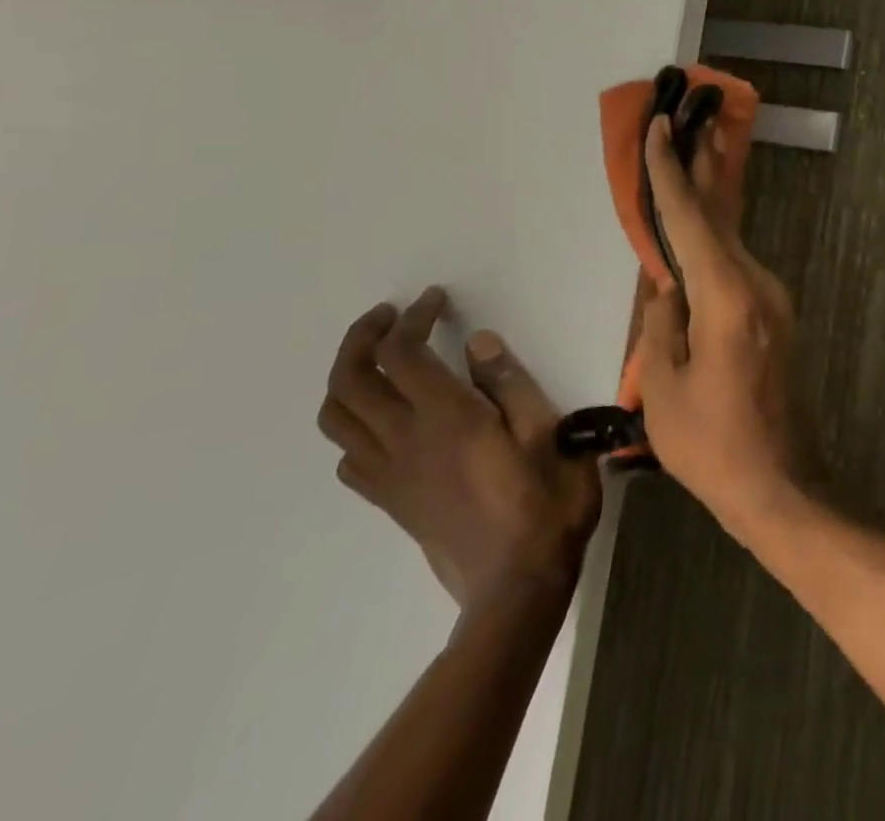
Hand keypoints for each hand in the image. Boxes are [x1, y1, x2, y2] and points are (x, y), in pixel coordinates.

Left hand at [318, 288, 602, 609]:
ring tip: (380, 359)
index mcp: (446, 417)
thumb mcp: (548, 431)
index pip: (402, 353)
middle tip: (392, 316)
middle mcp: (405, 440)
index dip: (413, 317)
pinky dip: (354, 425)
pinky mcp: (390, 501)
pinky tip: (387, 420)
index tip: (437, 300)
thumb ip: (510, 383)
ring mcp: (390, 474)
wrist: (517, 585)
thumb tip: (477, 341)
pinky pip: (349, 457)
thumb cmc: (545, 501)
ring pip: (337, 418)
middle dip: (362, 337)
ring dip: (347, 378)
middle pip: (350, 379)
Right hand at [636, 117, 798, 537]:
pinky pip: (735, 265)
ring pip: (729, 238)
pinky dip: (714, 240)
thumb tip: (669, 286)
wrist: (780, 484)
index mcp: (726, 296)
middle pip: (721, 214)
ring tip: (694, 156)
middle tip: (697, 114)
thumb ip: (662, 322)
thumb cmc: (711, 444)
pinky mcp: (773, 315)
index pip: (689, 220)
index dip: (670, 172)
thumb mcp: (663, 386)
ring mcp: (771, 298)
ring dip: (709, 200)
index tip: (660, 127)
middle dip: (704, 163)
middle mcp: (756, 283)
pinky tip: (697, 233)